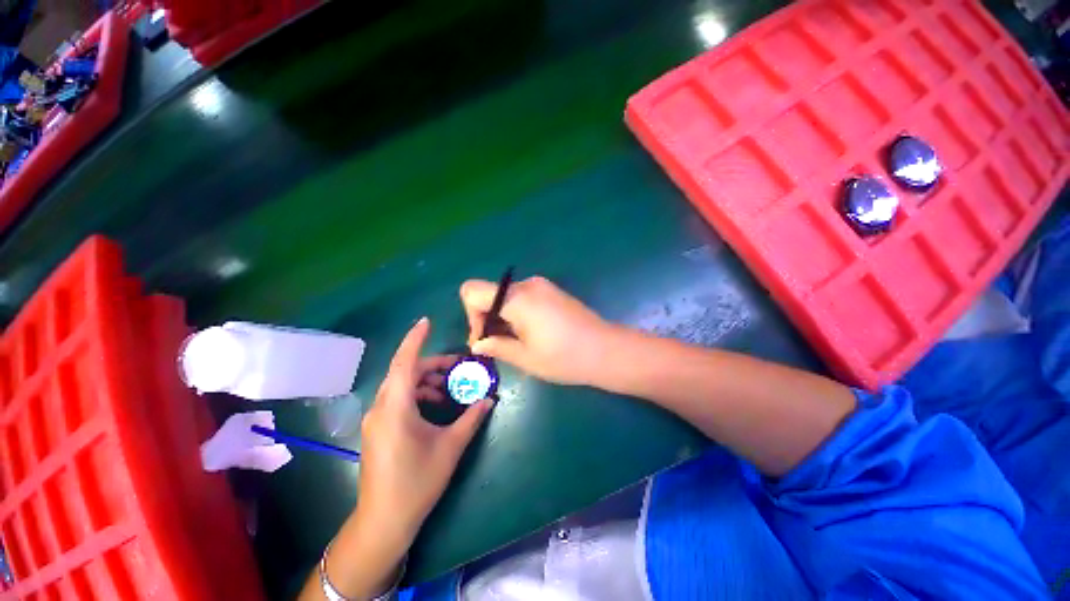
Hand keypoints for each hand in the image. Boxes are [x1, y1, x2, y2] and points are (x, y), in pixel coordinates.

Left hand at [357, 317, 492, 547]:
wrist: (384, 522)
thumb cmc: (417, 482)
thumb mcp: (450, 447)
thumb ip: (471, 418)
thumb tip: (490, 399)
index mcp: (396, 407)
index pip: (404, 362)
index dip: (415, 339)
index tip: (426, 321)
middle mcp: (381, 407)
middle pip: (405, 372)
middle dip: (432, 365)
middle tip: (457, 365)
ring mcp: (377, 419)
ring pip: (401, 385)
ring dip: (426, 381)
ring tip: (450, 388)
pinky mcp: (378, 429)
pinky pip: (398, 399)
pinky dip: (418, 394)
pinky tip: (435, 405)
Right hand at [460, 276, 618, 385]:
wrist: (607, 350)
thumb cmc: (564, 357)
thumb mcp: (525, 357)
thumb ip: (496, 346)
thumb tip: (478, 344)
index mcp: (517, 298)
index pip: (472, 290)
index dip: (471, 314)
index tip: (485, 337)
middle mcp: (528, 285)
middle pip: (490, 294)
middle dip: (488, 319)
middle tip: (498, 346)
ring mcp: (543, 286)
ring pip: (507, 297)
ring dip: (503, 318)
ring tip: (517, 343)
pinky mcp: (553, 291)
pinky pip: (524, 297)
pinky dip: (518, 313)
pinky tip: (532, 334)